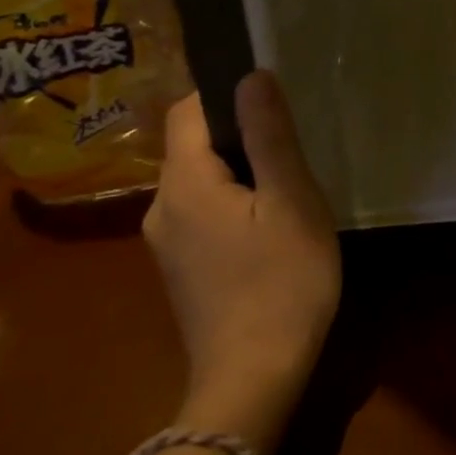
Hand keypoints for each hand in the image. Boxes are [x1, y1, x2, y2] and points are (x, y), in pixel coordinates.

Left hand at [143, 72, 340, 454]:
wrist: (253, 378)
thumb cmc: (282, 281)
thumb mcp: (291, 200)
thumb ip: (269, 136)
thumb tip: (252, 75)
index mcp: (184, 184)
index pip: (188, 110)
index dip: (226, 94)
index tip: (274, 106)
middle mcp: (161, 207)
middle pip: (193, 146)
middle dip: (241, 138)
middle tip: (294, 156)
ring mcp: (166, 242)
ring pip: (200, 181)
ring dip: (241, 173)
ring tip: (289, 193)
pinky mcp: (180, 268)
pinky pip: (202, 212)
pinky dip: (233, 204)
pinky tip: (270, 230)